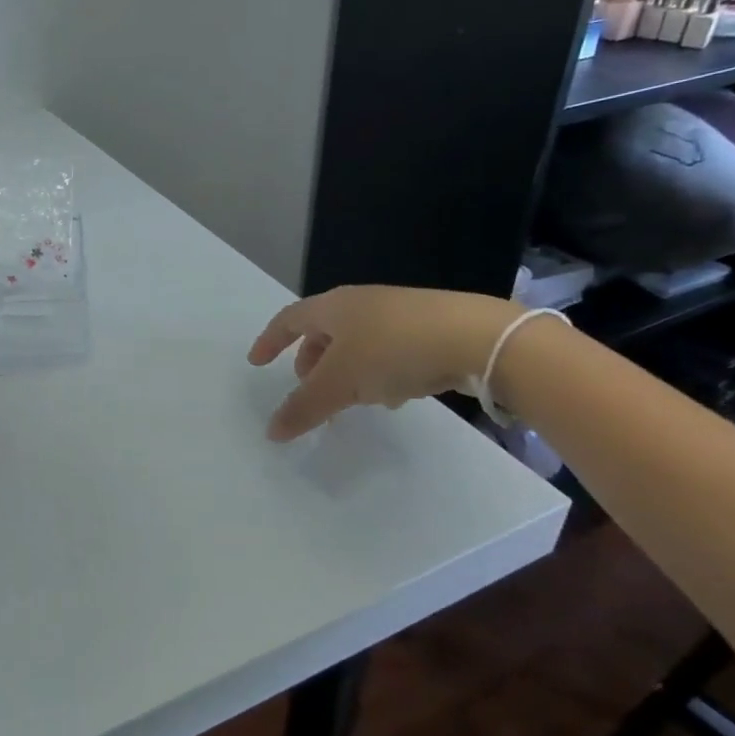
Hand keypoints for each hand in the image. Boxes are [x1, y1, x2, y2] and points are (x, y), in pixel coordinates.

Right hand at [247, 285, 523, 440]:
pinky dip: (378, 373)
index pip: (288, 319)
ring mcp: (396, 313)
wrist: (477, 337)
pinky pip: (388, 350)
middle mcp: (360, 304)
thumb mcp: (341, 383)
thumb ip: (304, 407)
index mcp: (332, 307)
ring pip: (357, 344)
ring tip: (351, 401)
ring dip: (346, 372)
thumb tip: (271, 431)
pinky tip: (394, 396)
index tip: (256, 362)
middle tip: (308, 390)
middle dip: (310, 362)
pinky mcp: (427, 328)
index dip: (269, 341)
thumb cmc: (393, 350)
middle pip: (323, 333)